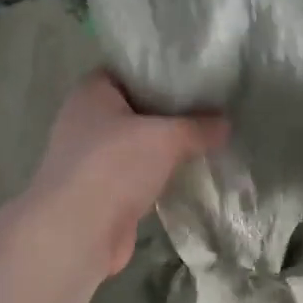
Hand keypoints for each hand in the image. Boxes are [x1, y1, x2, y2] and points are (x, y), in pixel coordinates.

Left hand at [28, 72, 227, 272]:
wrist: (78, 232)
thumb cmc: (114, 165)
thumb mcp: (166, 137)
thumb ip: (198, 126)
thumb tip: (225, 123)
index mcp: (92, 92)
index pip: (128, 70)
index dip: (160, 71)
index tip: (196, 75)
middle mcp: (85, 121)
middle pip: (135, 108)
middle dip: (169, 112)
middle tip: (210, 108)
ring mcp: (90, 159)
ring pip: (136, 145)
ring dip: (164, 148)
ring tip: (206, 140)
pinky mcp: (101, 193)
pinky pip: (136, 176)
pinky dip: (157, 176)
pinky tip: (187, 174)